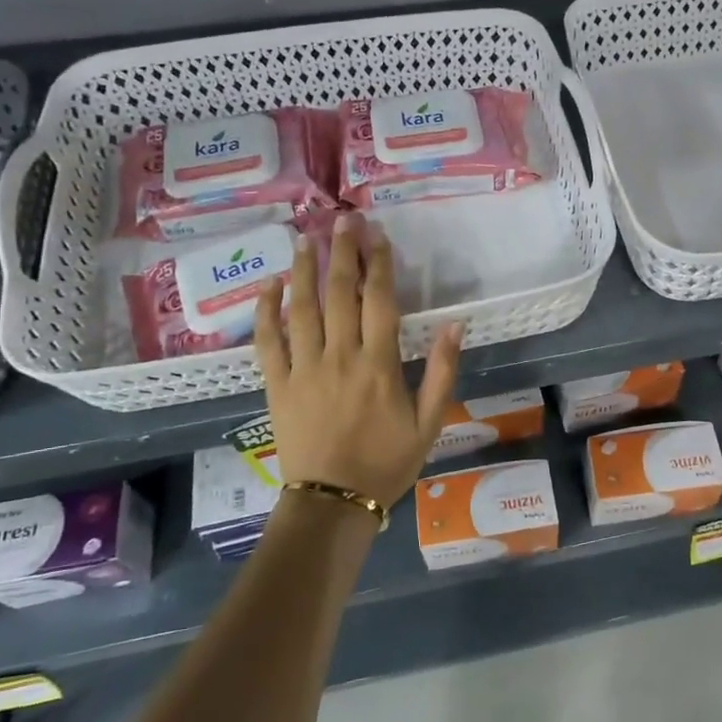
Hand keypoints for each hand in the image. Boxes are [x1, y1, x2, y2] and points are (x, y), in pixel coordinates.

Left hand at [255, 214, 462, 510]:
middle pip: (339, 293)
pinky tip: (269, 286)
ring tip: (304, 240)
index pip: (379, 300)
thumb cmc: (387, 462)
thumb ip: (442, 372)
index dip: (380, 264)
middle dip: (342, 253)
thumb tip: (455, 325)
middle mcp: (340, 356)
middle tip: (342, 220)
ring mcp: (304, 368)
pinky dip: (266, 311)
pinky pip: (267, 341)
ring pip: (301, 308)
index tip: (379, 236)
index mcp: (379, 364)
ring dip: (303, 270)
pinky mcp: (277, 384)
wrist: (334, 501)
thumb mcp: (429, 423)